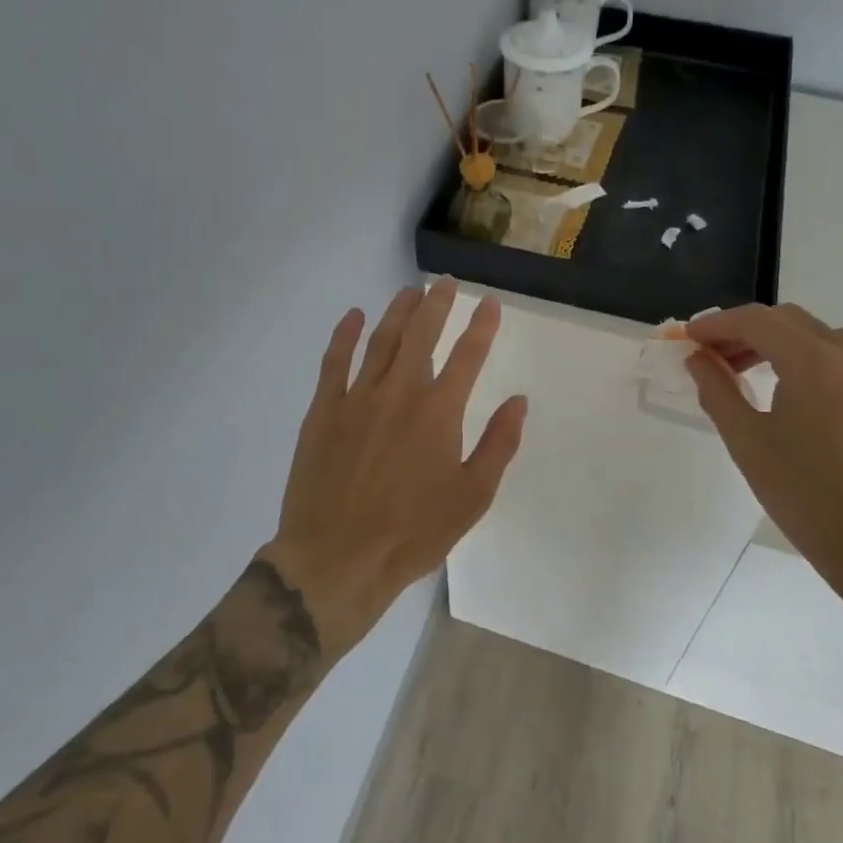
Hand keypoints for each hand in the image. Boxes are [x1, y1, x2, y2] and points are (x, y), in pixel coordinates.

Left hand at [262, 278, 526, 657]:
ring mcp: (357, 397)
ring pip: (381, 340)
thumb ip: (498, 444)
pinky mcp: (323, 410)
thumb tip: (519, 400)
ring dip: (398, 311)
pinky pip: (334, 361)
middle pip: (422, 334)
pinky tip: (353, 316)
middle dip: (438, 304)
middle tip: (446, 284)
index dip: (482, 326)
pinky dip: (345, 335)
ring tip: (410, 291)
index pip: (468, 355)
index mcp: (439, 411)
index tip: (490, 302)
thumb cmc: (413, 533)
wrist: (337, 558)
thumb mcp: (472, 497)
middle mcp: (400, 391)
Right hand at [685, 304, 842, 601]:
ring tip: (739, 368)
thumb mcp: (747, 441)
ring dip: (772, 341)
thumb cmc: (805, 496)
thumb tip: (697, 358)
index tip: (687, 338)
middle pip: (783, 320)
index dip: (715, 325)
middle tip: (707, 355)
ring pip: (811, 331)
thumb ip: (716, 389)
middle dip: (741, 332)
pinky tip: (787, 378)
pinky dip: (805, 352)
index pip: (754, 321)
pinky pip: (838, 348)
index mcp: (814, 359)